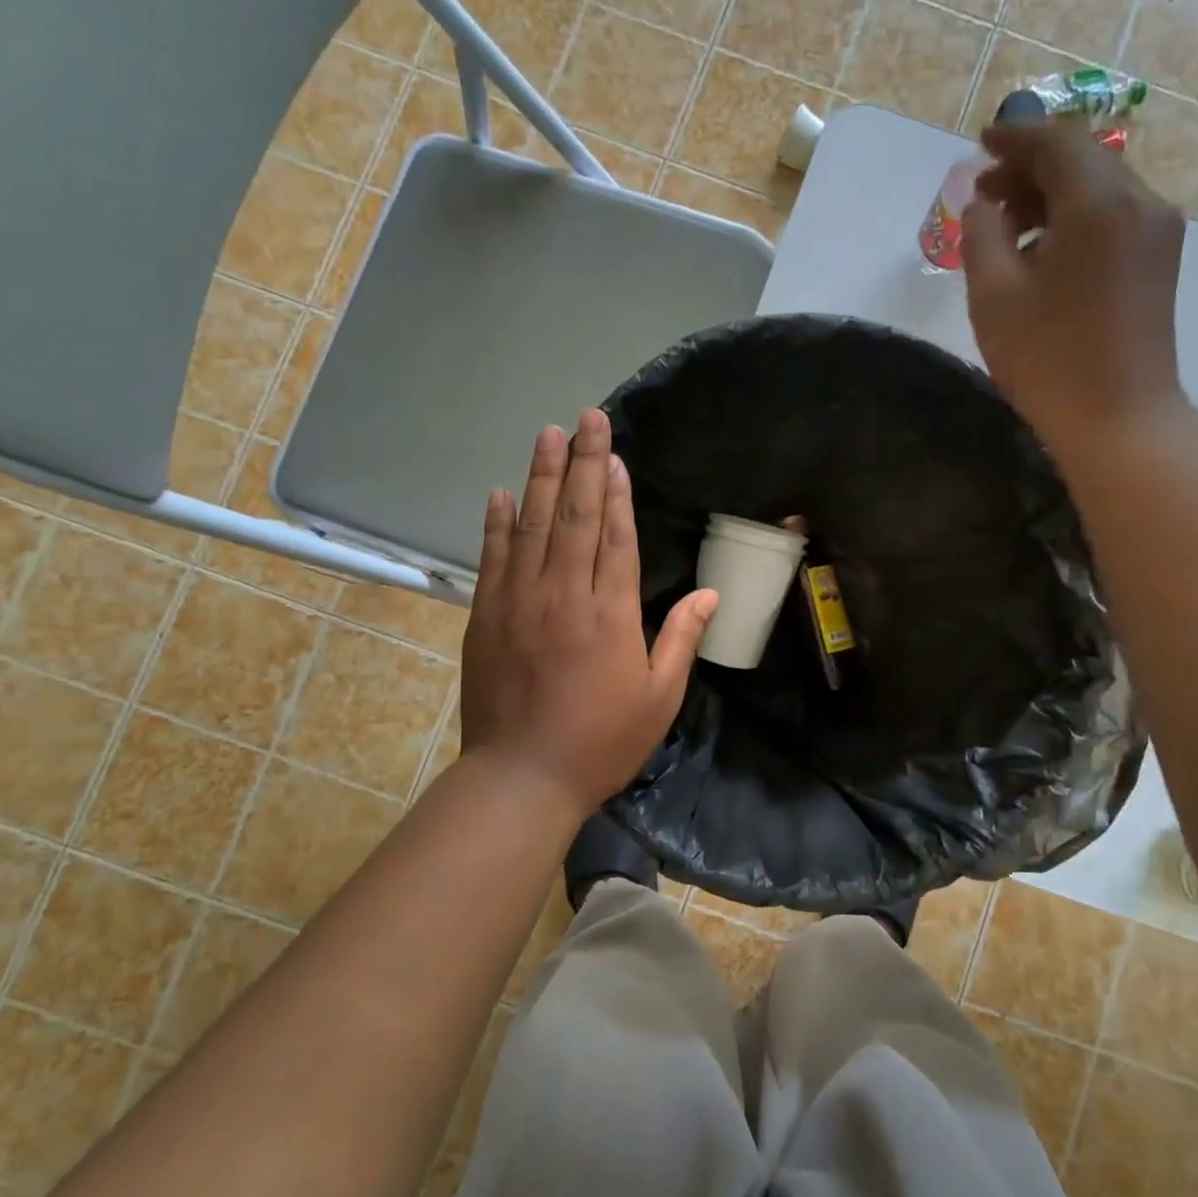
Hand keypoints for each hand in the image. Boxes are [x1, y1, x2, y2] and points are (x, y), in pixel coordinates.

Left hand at [460, 409, 717, 817]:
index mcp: (610, 613)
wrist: (522, 778)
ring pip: (532, 526)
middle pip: (575, 516)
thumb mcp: (659, 698)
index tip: (614, 453)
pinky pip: (493, 559)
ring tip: (548, 435)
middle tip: (586, 418)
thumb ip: (681, 639)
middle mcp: (564, 595)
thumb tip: (712, 595)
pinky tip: (501, 493)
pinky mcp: (486, 617)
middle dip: (583, 463)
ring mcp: (519, 602)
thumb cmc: (601, 742)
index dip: (615, 491)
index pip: (614, 536)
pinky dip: (497, 524)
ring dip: (541, 477)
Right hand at [960, 120, 1187, 455]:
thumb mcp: (994, 297)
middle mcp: (1140, 203)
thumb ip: (982, 237)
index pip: (1056, 143)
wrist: (1119, 419)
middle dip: (1030, 169)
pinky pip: (1113, 218)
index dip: (1015, 138)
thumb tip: (984, 206)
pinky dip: (1074, 219)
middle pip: (1082, 160)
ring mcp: (1157, 232)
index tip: (980, 142)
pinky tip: (1043, 252)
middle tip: (984, 195)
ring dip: (1052, 196)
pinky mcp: (1159, 262)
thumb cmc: (1048, 360)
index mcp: (1099, 204)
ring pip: (1099, 189)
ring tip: (1006, 228)